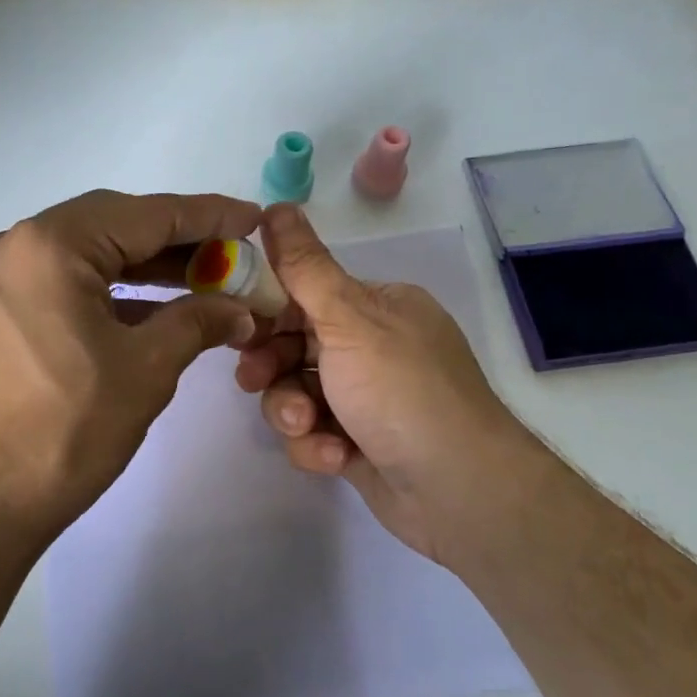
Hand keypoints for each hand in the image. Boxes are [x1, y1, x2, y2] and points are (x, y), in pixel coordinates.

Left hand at [0, 190, 262, 558]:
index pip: (145, 214)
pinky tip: (138, 315)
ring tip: (193, 286)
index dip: (206, 215)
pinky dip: (97, 294)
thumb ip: (197, 322)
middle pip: (107, 227)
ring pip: (77, 258)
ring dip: (136, 270)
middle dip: (171, 242)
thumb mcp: (145, 372)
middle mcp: (7, 247)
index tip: (250, 218)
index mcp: (48, 246)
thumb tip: (238, 309)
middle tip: (224, 257)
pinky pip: (49, 287)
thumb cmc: (61, 433)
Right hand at [236, 205, 542, 564]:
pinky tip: (336, 458)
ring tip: (307, 428)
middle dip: (273, 368)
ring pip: (297, 393)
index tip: (238, 327)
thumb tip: (276, 205)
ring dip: (292, 412)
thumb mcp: (349, 319)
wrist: (458, 490)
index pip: (307, 294)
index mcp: (380, 307)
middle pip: (294, 346)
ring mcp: (367, 398)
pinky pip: (314, 433)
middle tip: (253, 380)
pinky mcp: (358, 443)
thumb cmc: (402, 391)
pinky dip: (317, 446)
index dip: (268, 310)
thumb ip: (305, 267)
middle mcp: (374, 347)